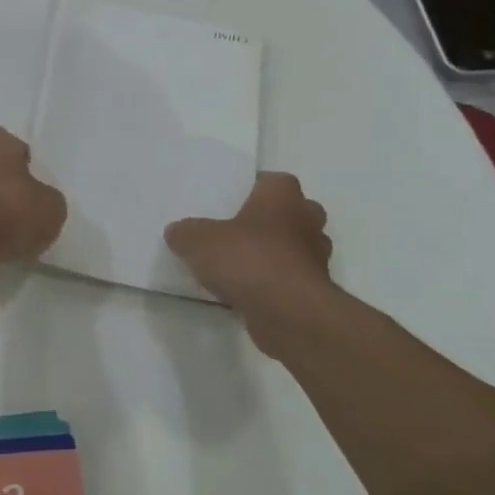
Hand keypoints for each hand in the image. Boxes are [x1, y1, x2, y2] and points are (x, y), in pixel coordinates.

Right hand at [165, 173, 338, 337]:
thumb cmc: (247, 259)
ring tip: (240, 267)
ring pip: (295, 247)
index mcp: (283, 195)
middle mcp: (307, 220)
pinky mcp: (315, 291)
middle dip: (269, 221)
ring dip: (275, 254)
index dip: (255, 189)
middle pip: (291, 213)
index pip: (273, 181)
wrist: (288, 312)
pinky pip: (291, 278)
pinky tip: (248, 293)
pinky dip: (275, 283)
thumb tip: (177, 232)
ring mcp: (317, 257)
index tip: (233, 203)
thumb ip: (185, 233)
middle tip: (237, 233)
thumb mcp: (198, 240)